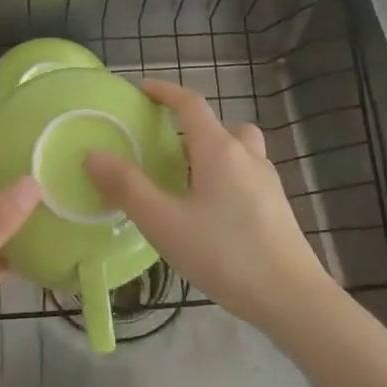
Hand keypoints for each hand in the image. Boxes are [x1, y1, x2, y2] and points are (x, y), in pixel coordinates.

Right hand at [85, 79, 335, 333]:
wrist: (292, 298)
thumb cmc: (225, 254)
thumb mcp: (166, 224)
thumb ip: (128, 188)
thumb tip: (94, 154)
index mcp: (219, 150)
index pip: (190, 104)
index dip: (165, 92)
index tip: (142, 89)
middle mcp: (246, 156)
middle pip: (218, 125)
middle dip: (191, 126)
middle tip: (164, 146)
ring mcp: (266, 180)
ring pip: (238, 148)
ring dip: (214, 150)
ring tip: (188, 178)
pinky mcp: (277, 205)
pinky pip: (247, 173)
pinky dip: (227, 175)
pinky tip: (212, 210)